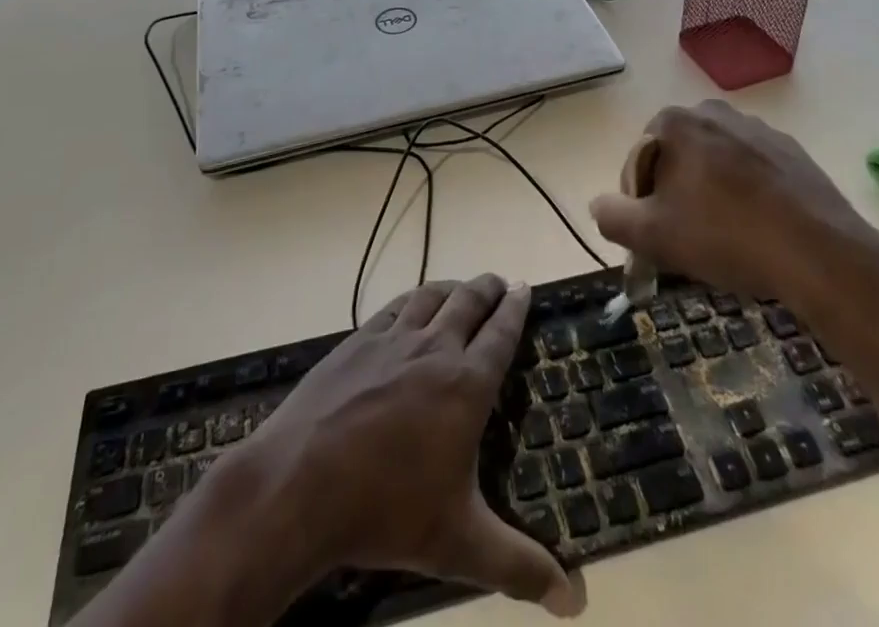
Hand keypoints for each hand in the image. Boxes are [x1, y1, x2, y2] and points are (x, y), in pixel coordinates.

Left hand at [240, 275, 581, 614]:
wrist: (302, 484)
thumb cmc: (387, 512)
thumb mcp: (460, 545)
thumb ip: (520, 566)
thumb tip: (577, 601)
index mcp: (465, 385)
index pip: (500, 333)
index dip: (516, 308)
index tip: (525, 287)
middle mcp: (434, 348)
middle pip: (468, 301)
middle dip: (488, 288)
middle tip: (499, 283)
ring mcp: (392, 340)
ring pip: (431, 296)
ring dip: (452, 287)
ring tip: (461, 289)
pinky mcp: (357, 341)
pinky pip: (394, 307)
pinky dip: (412, 299)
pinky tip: (410, 307)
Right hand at [588, 100, 878, 328]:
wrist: (819, 252)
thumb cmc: (726, 236)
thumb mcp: (653, 236)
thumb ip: (612, 217)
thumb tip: (599, 205)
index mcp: (675, 122)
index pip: (638, 161)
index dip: (639, 202)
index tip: (655, 237)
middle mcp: (713, 113)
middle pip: (676, 158)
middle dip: (675, 194)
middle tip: (687, 239)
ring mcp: (757, 129)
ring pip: (715, 163)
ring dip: (710, 193)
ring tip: (725, 238)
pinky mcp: (791, 151)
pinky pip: (752, 171)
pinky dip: (747, 194)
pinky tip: (758, 230)